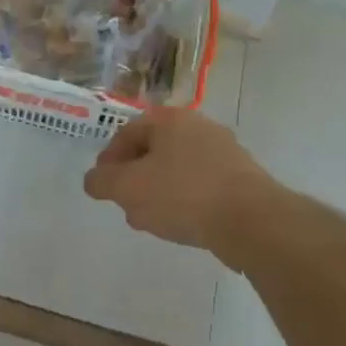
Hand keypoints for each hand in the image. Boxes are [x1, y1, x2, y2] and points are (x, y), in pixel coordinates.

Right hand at [83, 108, 274, 251]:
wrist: (251, 220)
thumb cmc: (183, 194)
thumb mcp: (128, 188)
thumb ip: (102, 181)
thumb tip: (94, 180)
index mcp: (170, 120)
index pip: (127, 133)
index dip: (108, 160)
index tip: (103, 186)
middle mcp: (198, 127)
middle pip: (153, 150)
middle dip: (134, 178)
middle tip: (125, 204)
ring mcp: (224, 152)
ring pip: (177, 170)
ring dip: (158, 192)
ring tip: (150, 221)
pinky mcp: (242, 179)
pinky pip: (201, 186)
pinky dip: (185, 201)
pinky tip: (181, 225)